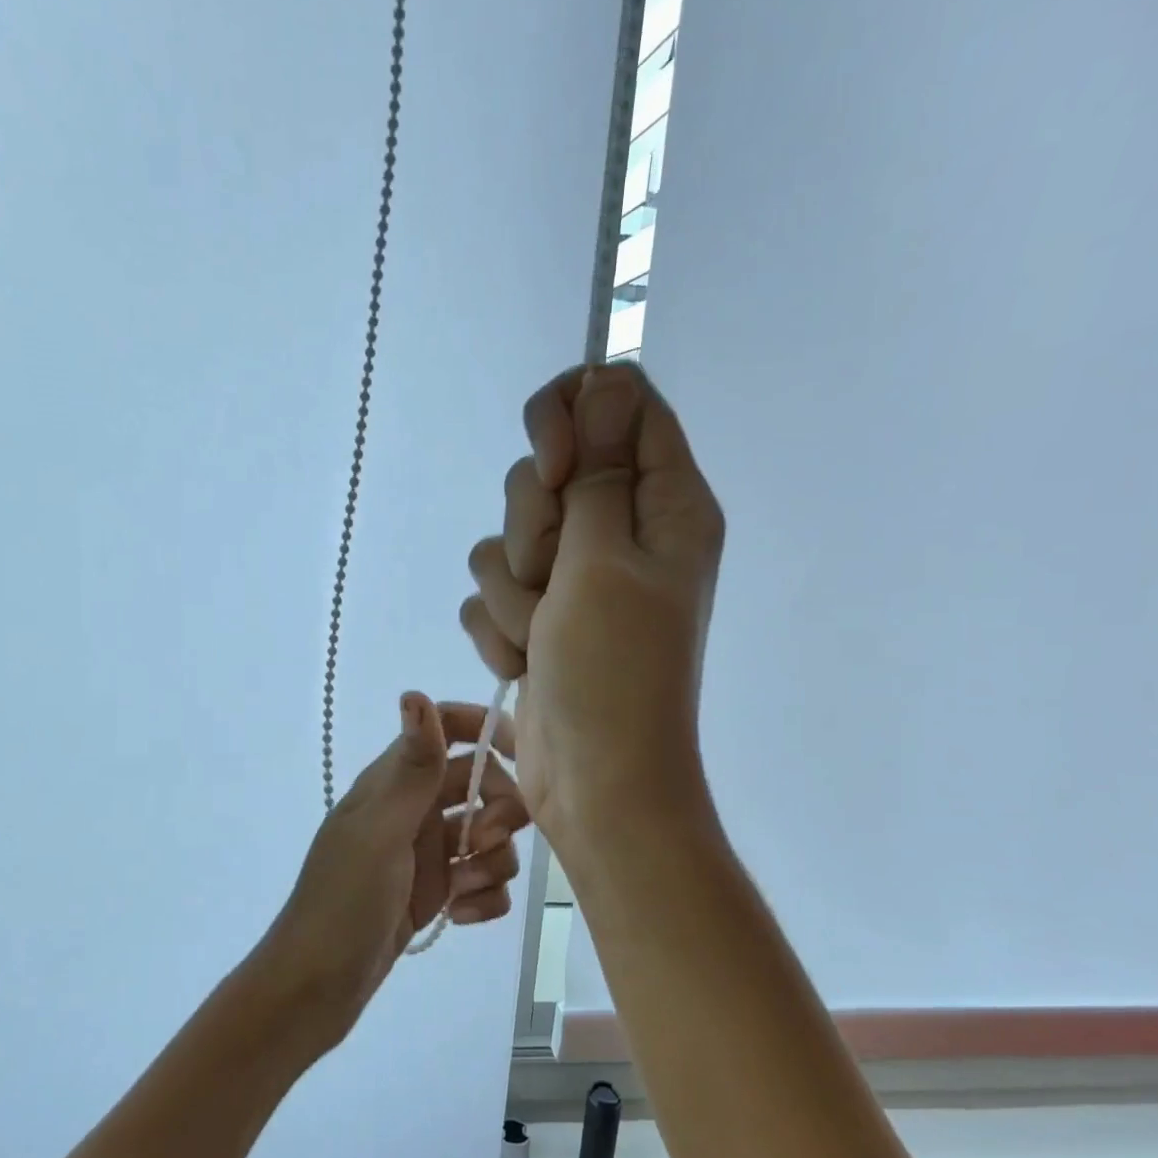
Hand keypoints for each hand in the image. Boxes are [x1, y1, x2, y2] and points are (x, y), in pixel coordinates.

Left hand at [245, 693, 529, 1053]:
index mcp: (395, 782)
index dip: (487, 730)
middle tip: (485, 841)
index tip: (523, 757)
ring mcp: (426, 853)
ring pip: (489, 835)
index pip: (448, 729)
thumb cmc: (343, 903)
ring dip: (492, 861)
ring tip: (462, 891)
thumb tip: (416, 693)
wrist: (315, 989)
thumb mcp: (380, 832)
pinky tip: (460, 918)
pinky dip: (483, 897)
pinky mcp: (436, 893)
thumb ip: (411, 768)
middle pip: (482, 783)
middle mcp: (414, 809)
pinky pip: (482, 881)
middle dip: (500, 810)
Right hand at [459, 363, 723, 847]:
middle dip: (534, 526)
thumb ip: (598, 468)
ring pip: (507, 536)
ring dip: (514, 591)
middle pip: (550, 468)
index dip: (570, 417)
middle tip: (557, 579)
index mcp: (665, 504)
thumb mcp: (606, 559)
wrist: (596, 780)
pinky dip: (501, 628)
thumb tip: (607, 377)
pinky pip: (492, 591)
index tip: (555, 470)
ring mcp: (577, 578)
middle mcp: (622, 531)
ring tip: (544, 637)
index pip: (618, 401)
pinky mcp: (539, 617)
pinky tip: (526, 663)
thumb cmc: (614, 671)